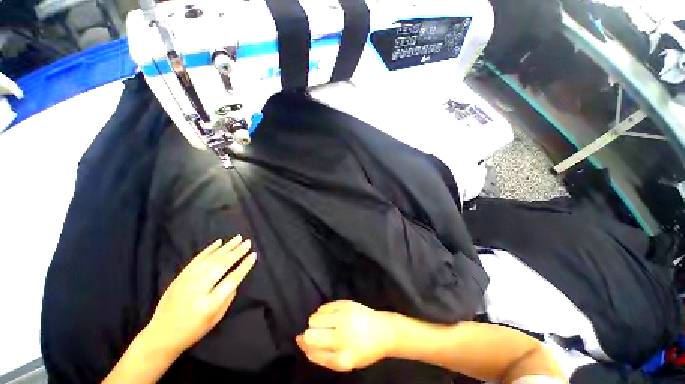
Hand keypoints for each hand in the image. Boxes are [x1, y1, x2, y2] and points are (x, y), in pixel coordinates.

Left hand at [146, 235, 256, 353]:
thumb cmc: (193, 329)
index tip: (253, 255)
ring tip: (238, 238)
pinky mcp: (180, 276)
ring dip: (226, 247)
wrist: (162, 334)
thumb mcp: (216, 318)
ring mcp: (187, 280)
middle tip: (248, 242)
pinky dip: (209, 249)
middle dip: (237, 252)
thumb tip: (236, 278)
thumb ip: (228, 297)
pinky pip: (197, 259)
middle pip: (221, 265)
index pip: (232, 279)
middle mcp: (198, 288)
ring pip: (211, 259)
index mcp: (209, 303)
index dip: (244, 266)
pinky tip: (219, 242)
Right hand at [296, 300, 396, 371]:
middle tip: (323, 333)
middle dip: (311, 334)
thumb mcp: (343, 361)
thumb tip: (300, 339)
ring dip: (317, 321)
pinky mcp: (347, 304)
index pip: (312, 352)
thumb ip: (320, 355)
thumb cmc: (362, 349)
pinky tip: (333, 315)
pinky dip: (324, 311)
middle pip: (310, 334)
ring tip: (328, 324)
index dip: (306, 346)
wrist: (383, 331)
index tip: (305, 341)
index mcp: (342, 359)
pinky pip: (324, 307)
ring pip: (315, 318)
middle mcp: (342, 338)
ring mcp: (345, 318)